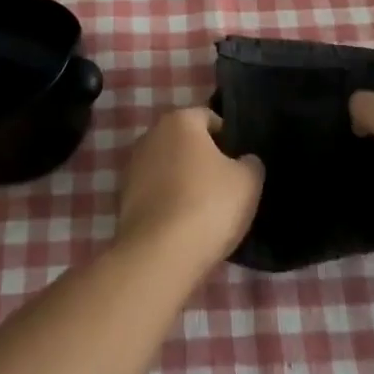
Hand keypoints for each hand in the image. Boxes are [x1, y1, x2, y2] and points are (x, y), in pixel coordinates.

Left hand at [115, 109, 263, 268]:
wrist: (160, 255)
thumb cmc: (208, 206)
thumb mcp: (248, 182)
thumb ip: (250, 163)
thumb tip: (245, 161)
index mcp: (181, 120)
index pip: (209, 118)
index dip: (228, 139)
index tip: (240, 164)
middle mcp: (152, 135)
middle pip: (185, 142)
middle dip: (203, 159)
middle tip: (225, 187)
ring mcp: (133, 166)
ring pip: (168, 167)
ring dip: (183, 181)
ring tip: (204, 210)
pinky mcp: (123, 198)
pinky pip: (155, 192)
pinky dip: (168, 202)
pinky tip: (183, 225)